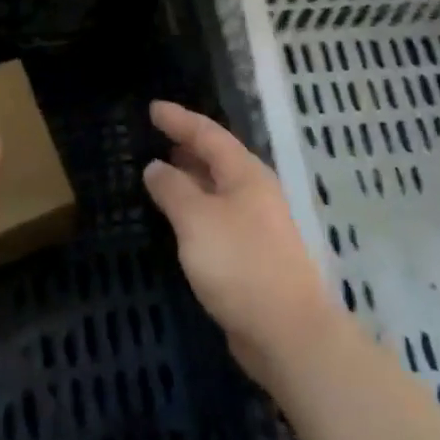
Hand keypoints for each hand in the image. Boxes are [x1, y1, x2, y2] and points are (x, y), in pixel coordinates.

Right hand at [141, 101, 336, 389]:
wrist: (287, 332)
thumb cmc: (240, 264)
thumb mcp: (196, 220)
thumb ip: (172, 189)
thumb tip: (155, 166)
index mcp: (246, 173)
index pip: (208, 133)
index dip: (179, 119)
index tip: (153, 108)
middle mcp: (255, 192)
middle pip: (217, 158)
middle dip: (187, 145)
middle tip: (156, 137)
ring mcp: (257, 224)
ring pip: (217, 188)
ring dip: (190, 178)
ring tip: (161, 172)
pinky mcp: (253, 254)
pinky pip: (217, 216)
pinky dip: (195, 208)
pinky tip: (179, 220)